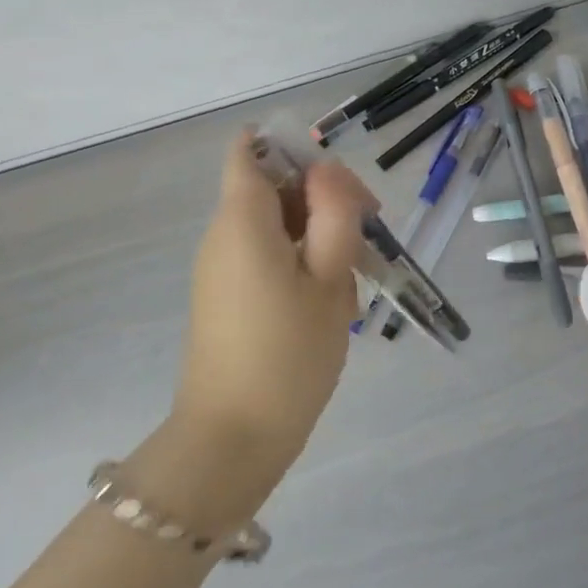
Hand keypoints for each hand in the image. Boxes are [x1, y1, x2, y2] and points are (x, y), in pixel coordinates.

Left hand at [155, 131, 374, 517]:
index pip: (249, 150)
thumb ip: (334, 213)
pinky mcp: (226, 296)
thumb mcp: (329, 278)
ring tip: (351, 275)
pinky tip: (328, 299)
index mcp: (242, 220)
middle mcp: (223, 234)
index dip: (291, 149)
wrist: (233, 439)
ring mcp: (221, 267)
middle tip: (366, 234)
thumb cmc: (288, 353)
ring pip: (274, 223)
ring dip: (317, 232)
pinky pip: (265, 254)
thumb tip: (327, 172)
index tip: (334, 181)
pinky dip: (300, 259)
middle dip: (320, 196)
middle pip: (271, 185)